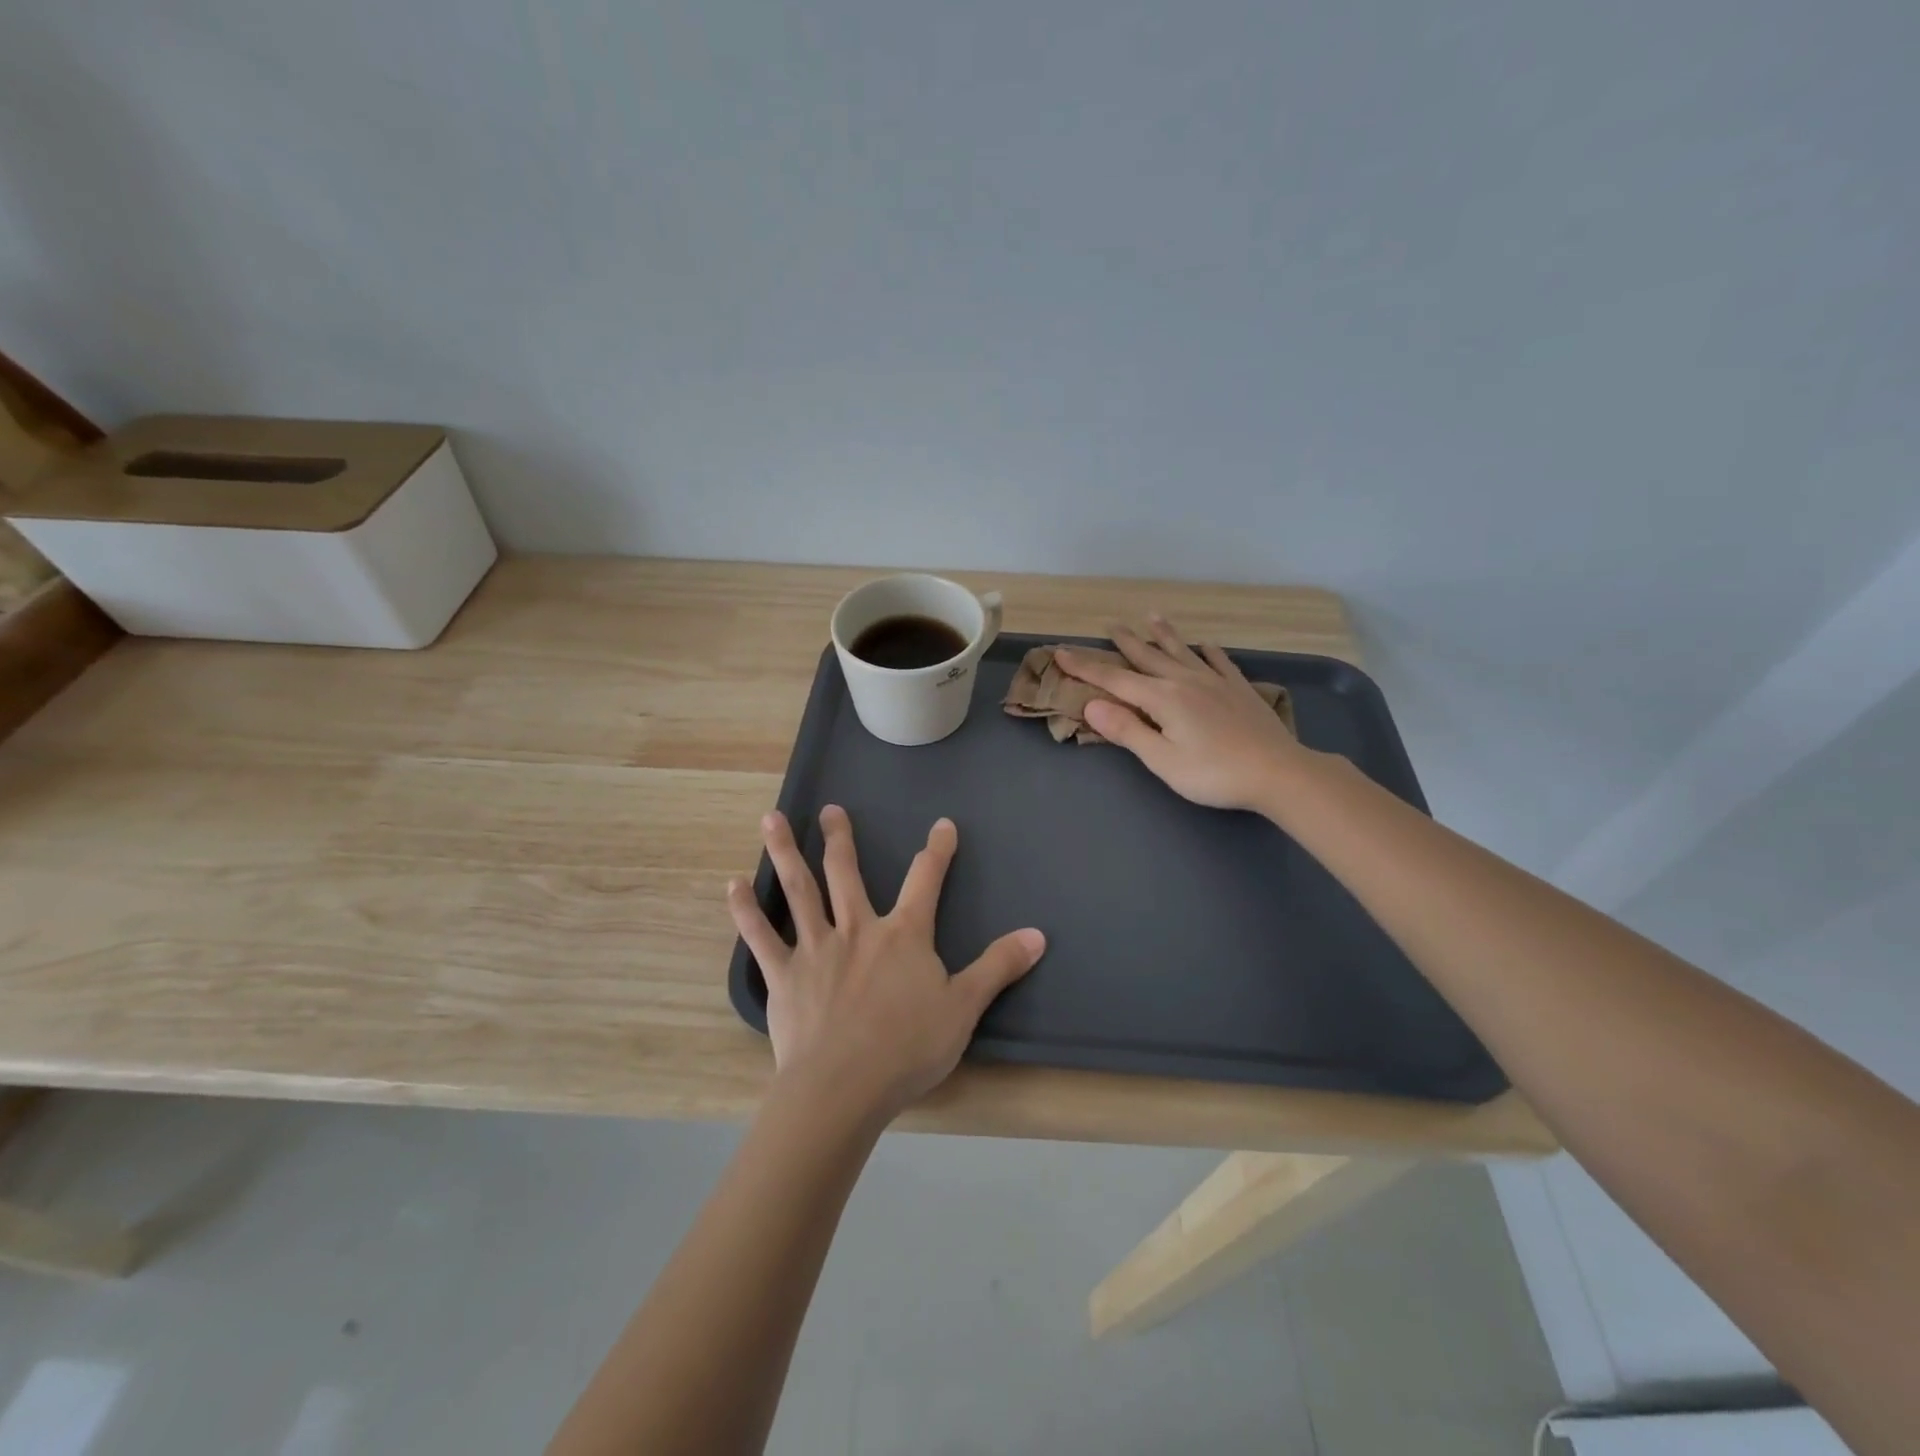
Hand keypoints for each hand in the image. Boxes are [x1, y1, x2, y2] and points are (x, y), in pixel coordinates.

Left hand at [727, 806, 1045, 1121]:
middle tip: (830, 809)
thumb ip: (998, 967)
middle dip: (840, 838)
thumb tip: (1038, 935)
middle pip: (846, 873)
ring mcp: (816, 948)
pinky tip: (733, 885)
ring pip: (799, 890)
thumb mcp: (964, 1007)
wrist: (843, 1087)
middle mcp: (857, 929)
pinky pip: (760, 937)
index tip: (943, 825)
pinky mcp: (783, 975)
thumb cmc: (907, 1048)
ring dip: (785, 852)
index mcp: (902, 935)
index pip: (925, 880)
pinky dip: (746, 910)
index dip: (937, 851)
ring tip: (771, 818)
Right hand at [1056, 616, 1318, 811]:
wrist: (1278, 772)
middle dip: (1125, 642)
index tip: (1062, 652)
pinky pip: (1219, 662)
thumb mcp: (1162, 760)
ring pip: (1183, 652)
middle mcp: (1186, 681)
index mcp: (1163, 699)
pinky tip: (1206, 646)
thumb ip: (1127, 731)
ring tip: (1153, 616)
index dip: (1086, 668)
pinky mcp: (1239, 690)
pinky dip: (1208, 651)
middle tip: (1110, 624)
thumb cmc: (1214, 774)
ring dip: (1165, 635)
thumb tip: (1092, 705)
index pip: (1115, 680)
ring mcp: (1216, 682)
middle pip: (1148, 657)